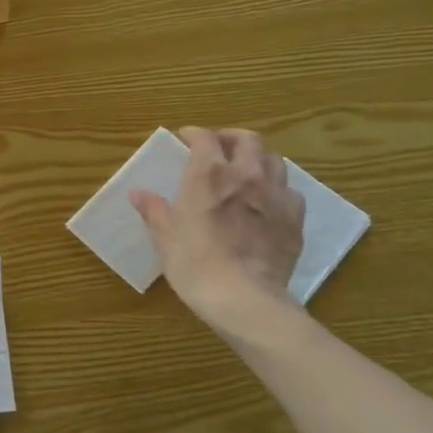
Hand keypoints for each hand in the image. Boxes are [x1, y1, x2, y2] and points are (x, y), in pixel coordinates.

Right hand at [130, 127, 304, 332]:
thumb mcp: (165, 236)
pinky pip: (290, 191)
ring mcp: (276, 195)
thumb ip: (154, 210)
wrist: (243, 298)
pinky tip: (267, 203)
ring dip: (258, 160)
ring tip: (246, 172)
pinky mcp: (295, 219)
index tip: (185, 139)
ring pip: (274, 160)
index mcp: (208, 174)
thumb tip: (138, 193)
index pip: (205, 138)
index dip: (194, 134)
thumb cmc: (195, 263)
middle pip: (247, 139)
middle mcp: (246, 175)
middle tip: (218, 149)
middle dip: (231, 138)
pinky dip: (277, 189)